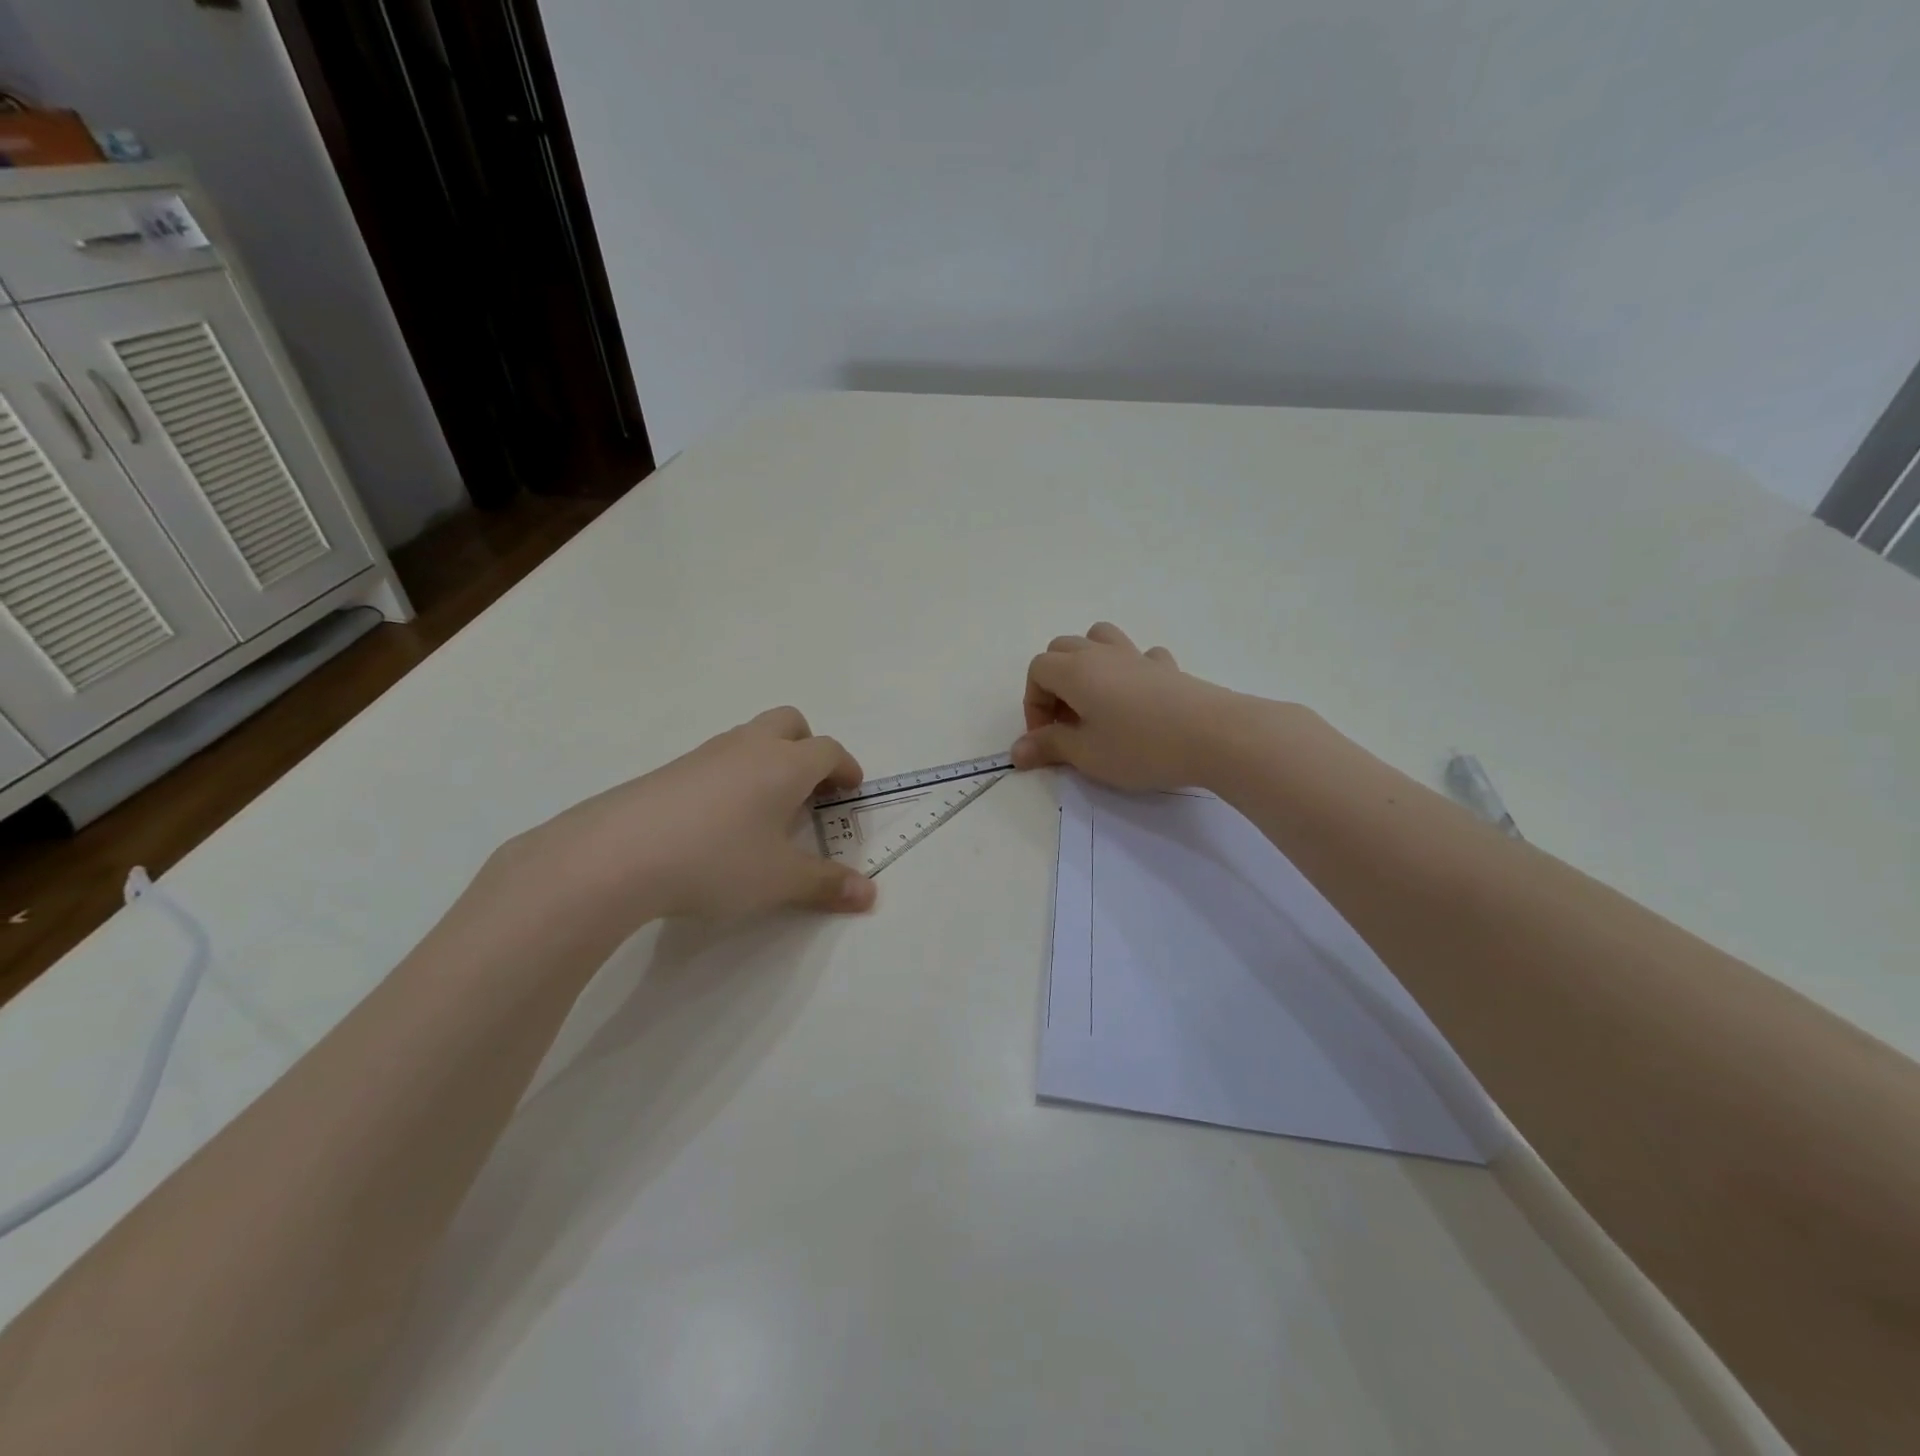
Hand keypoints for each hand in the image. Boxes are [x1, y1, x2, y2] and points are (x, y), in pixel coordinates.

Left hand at [498, 706, 875, 940]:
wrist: (616, 855)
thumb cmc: (716, 860)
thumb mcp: (780, 880)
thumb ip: (827, 884)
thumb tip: (869, 895)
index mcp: (785, 765)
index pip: (828, 751)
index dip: (845, 768)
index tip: (850, 791)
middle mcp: (749, 747)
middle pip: (790, 723)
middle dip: (808, 747)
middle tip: (810, 788)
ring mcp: (705, 754)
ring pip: (750, 737)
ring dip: (769, 760)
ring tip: (765, 809)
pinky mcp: (670, 770)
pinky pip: (717, 759)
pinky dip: (734, 775)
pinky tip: (719, 820)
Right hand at [1013, 622, 1243, 791]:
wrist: (1214, 736)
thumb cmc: (1140, 747)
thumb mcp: (1087, 755)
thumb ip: (1049, 747)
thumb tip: (1016, 751)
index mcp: (1076, 670)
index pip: (1037, 670)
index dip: (1033, 704)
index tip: (1048, 738)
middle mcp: (1102, 654)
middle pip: (1063, 648)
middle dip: (1054, 682)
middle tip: (1067, 722)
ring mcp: (1137, 657)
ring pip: (1100, 638)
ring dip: (1088, 663)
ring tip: (1095, 701)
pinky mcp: (1168, 668)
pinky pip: (1139, 657)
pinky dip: (1129, 671)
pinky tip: (1138, 700)